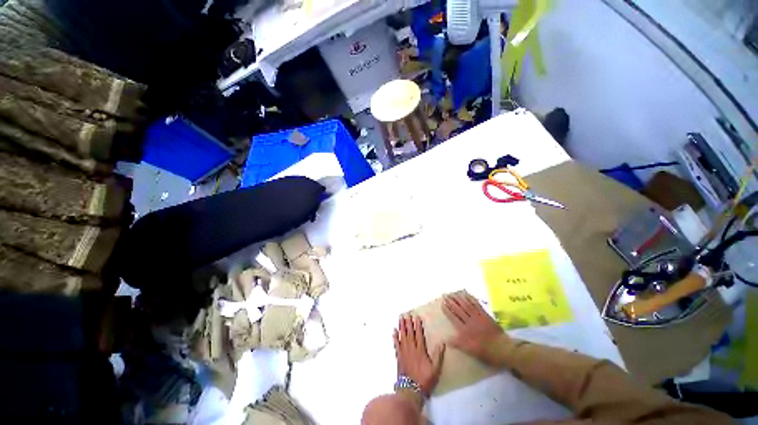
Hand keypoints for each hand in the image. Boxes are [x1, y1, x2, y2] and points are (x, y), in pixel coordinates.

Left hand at [394, 315, 444, 396]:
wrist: (411, 390)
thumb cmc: (425, 380)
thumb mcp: (435, 369)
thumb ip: (438, 355)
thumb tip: (442, 343)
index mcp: (420, 350)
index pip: (419, 334)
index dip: (417, 325)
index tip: (416, 317)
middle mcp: (411, 348)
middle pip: (409, 333)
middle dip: (408, 322)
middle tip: (406, 314)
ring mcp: (404, 352)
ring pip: (402, 336)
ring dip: (401, 327)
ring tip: (400, 318)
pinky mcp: (399, 357)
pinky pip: (396, 345)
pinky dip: (395, 337)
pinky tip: (394, 331)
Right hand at [443, 293, 506, 365]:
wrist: (502, 348)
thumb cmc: (485, 351)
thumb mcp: (469, 350)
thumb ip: (458, 343)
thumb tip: (446, 339)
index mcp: (464, 330)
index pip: (453, 318)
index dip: (447, 310)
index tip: (442, 303)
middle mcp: (469, 321)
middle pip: (458, 309)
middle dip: (451, 302)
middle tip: (445, 295)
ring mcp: (477, 316)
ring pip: (466, 305)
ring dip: (459, 299)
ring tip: (454, 293)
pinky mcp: (485, 315)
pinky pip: (477, 305)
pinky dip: (471, 299)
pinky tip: (467, 295)